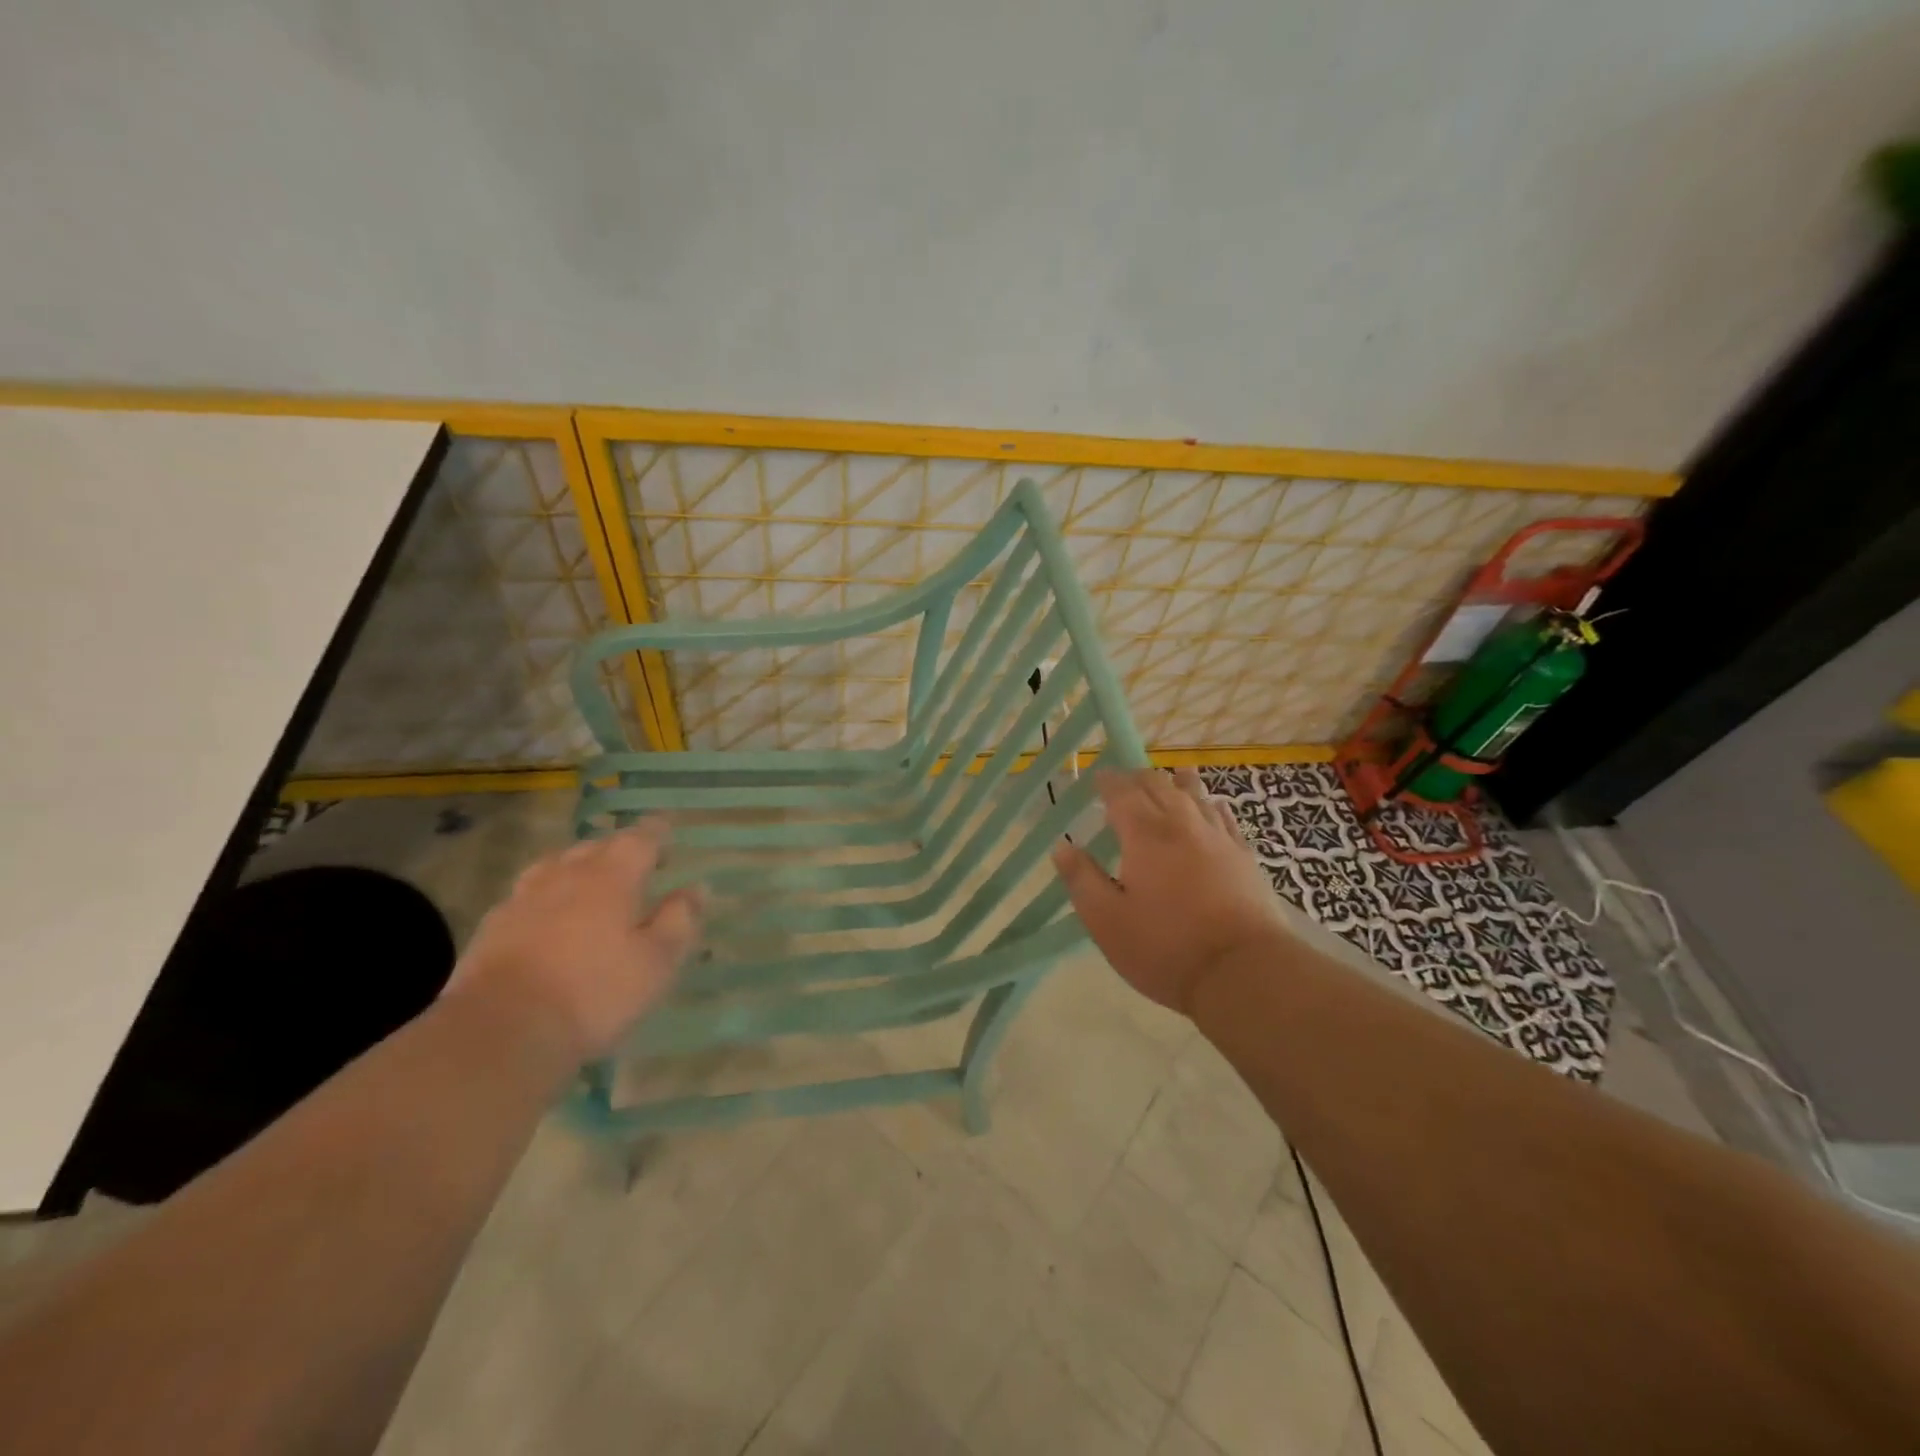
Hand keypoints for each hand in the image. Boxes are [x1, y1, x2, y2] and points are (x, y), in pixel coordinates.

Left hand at [447, 821, 702, 1061]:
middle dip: (618, 848)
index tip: (667, 827)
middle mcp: (565, 876)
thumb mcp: (655, 962)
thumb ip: (678, 920)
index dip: (656, 832)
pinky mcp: (491, 929)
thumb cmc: (593, 993)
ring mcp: (522, 900)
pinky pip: (526, 896)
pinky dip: (546, 895)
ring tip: (590, 880)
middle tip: (637, 860)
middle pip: (594, 847)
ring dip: (577, 867)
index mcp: (610, 878)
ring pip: (555, 867)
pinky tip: (547, 915)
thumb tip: (695, 889)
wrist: (499, 1032)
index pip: (639, 840)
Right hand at [1052, 768, 1292, 1015]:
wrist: (1243, 971)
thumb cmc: (1165, 947)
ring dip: (1179, 783)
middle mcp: (1182, 826)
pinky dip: (1214, 806)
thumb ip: (1082, 880)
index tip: (1098, 778)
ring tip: (1174, 774)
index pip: (1122, 795)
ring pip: (1197, 797)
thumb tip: (1062, 846)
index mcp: (1145, 836)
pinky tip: (1215, 807)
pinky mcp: (1245, 858)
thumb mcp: (1107, 921)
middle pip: (1160, 787)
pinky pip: (1226, 819)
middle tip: (1126, 781)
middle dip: (1139, 779)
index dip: (1109, 783)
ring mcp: (1219, 839)